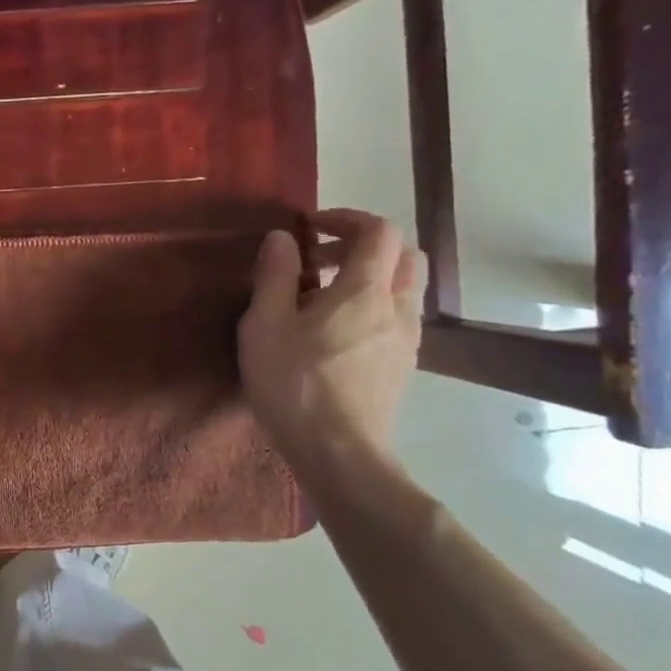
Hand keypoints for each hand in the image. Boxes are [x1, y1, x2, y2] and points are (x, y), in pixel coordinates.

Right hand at [237, 209, 423, 476]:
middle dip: (363, 245)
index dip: (347, 218)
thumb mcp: (265, 325)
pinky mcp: (401, 366)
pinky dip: (373, 307)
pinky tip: (335, 334)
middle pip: (403, 254)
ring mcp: (405, 339)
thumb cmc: (294, 383)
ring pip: (404, 288)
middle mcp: (397, 307)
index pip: (379, 230)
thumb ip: (274, 276)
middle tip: (319, 261)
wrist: (338, 451)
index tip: (310, 228)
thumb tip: (282, 238)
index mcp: (364, 290)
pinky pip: (397, 317)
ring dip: (370, 278)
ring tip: (322, 299)